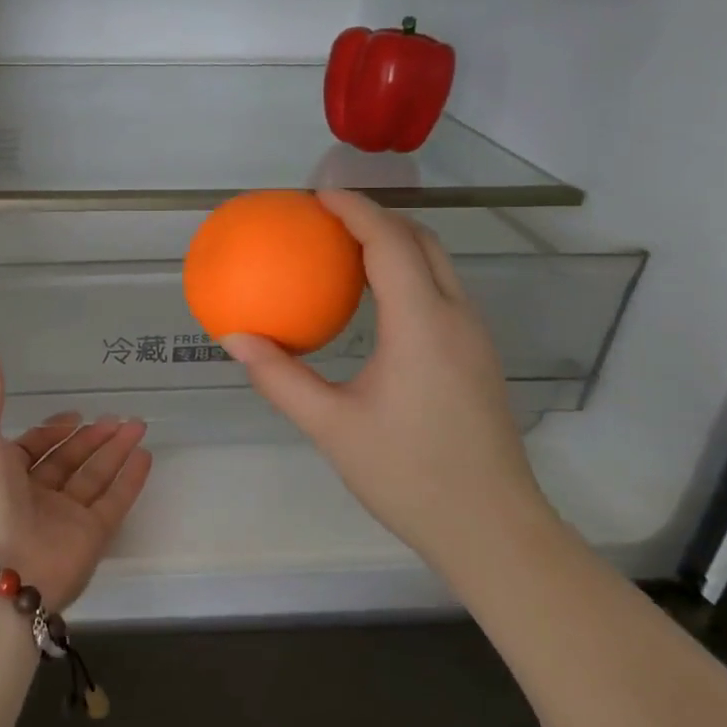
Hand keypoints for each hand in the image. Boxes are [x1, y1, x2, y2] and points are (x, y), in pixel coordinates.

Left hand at [0, 338, 153, 610]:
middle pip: (69, 460)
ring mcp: (63, 517)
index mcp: (2, 472)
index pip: (34, 447)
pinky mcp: (90, 537)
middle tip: (121, 416)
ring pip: (94, 477)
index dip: (54, 430)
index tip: (77, 414)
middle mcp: (33, 494)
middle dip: (93, 437)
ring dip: (116, 451)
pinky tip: (145, 456)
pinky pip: (114, 501)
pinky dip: (130, 480)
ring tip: (139, 424)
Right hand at [221, 191, 556, 567]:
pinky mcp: (478, 359)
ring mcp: (474, 338)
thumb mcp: (331, 427)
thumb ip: (279, 378)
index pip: (390, 243)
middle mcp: (456, 319)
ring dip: (397, 242)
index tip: (318, 195)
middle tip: (328, 218)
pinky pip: (442, 292)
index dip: (356, 210)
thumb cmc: (408, 475)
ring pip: (439, 265)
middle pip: (423, 241)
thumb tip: (233, 338)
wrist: (493, 530)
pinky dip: (409, 272)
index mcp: (422, 325)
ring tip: (347, 247)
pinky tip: (375, 302)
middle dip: (378, 216)